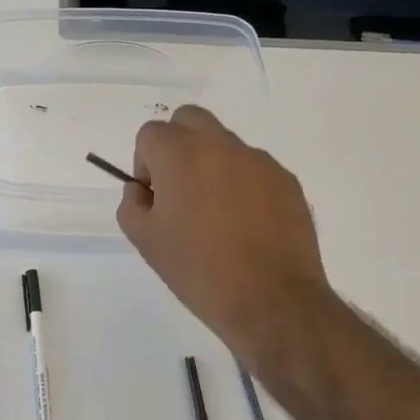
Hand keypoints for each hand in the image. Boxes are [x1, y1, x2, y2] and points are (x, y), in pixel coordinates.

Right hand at [117, 105, 335, 369]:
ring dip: (212, 164)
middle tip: (179, 189)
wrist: (270, 300)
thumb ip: (132, 203)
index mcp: (180, 154)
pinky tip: (246, 226)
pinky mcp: (286, 180)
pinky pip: (254, 169)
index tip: (154, 196)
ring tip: (217, 215)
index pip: (150, 133)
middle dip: (177, 144)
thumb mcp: (145, 240)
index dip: (145, 163)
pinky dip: (243, 184)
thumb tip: (142, 189)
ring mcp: (258, 160)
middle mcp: (220, 145)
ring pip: (224, 144)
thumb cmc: (197, 269)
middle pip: (189, 119)